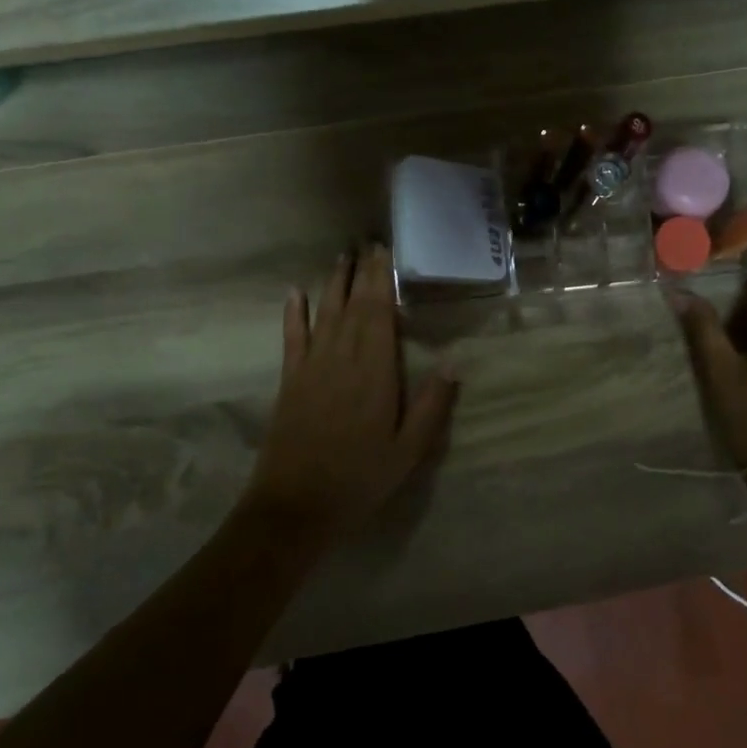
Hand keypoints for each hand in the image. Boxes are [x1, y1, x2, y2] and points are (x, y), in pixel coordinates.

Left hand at [244, 245, 458, 540]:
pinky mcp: (290, 380)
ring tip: (341, 255)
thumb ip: (432, 404)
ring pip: (325, 313)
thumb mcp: (409, 450)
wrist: (295, 505)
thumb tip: (456, 361)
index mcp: (375, 371)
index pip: (379, 313)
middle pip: (353, 305)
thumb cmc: (360, 478)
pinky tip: (296, 292)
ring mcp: (312, 366)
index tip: (385, 251)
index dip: (382, 279)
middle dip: (361, 272)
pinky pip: (293, 337)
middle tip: (367, 242)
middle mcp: (342, 358)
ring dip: (333, 282)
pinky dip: (294, 313)